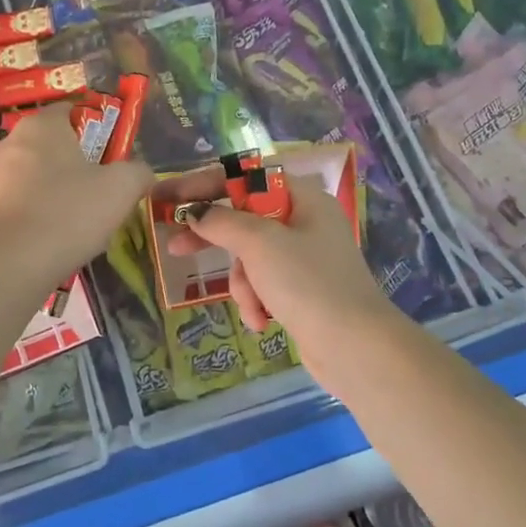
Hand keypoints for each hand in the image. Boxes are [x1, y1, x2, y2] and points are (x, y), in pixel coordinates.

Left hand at [0, 104, 152, 286]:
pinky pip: (17, 203)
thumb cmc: (69, 214)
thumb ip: (138, 172)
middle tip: (98, 190)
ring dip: (54, 190)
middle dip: (74, 164)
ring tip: (75, 221)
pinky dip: (34, 214)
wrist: (10, 265)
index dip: (95, 129)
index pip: (70, 110)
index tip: (110, 156)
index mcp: (42, 126)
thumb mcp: (121, 189)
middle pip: (52, 145)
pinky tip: (50, 238)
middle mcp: (10, 142)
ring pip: (33, 175)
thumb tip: (141, 172)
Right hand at [164, 170, 394, 364]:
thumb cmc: (308, 283)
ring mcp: (305, 258)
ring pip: (251, 257)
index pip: (245, 177)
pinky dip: (257, 300)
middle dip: (214, 239)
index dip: (204, 184)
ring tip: (252, 305)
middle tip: (174, 246)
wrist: (355, 348)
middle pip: (245, 218)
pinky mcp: (302, 290)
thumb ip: (221, 222)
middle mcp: (306, 222)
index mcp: (304, 199)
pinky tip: (263, 322)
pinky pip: (264, 284)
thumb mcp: (260, 244)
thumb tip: (194, 212)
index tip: (170, 197)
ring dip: (243, 283)